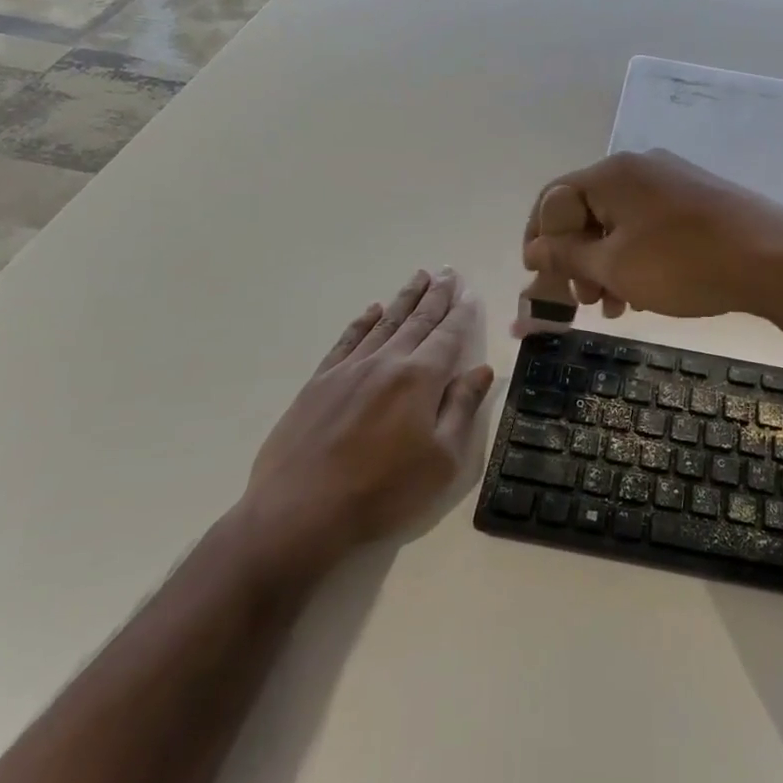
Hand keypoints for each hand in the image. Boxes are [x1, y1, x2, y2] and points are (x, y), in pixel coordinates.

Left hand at [243, 269, 493, 564]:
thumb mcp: (441, 459)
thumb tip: (481, 369)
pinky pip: (347, 340)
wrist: (300, 511)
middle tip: (447, 271)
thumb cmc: (383, 491)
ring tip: (418, 276)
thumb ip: (462, 408)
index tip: (470, 292)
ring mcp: (348, 369)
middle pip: (417, 321)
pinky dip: (362, 322)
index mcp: (419, 379)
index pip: (448, 336)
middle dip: (436, 295)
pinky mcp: (319, 382)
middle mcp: (386, 362)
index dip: (462, 313)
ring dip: (404, 298)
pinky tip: (372, 310)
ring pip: (384, 323)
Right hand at [520, 150, 782, 321]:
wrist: (775, 260)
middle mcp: (639, 168)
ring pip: (620, 223)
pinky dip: (636, 257)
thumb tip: (532, 249)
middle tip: (582, 301)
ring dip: (606, 264)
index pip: (552, 199)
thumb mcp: (614, 266)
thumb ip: (566, 255)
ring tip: (612, 306)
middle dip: (576, 259)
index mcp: (611, 173)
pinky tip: (643, 293)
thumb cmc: (683, 264)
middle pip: (586, 211)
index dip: (538, 240)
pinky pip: (649, 226)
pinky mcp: (698, 200)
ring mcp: (673, 181)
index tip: (538, 280)